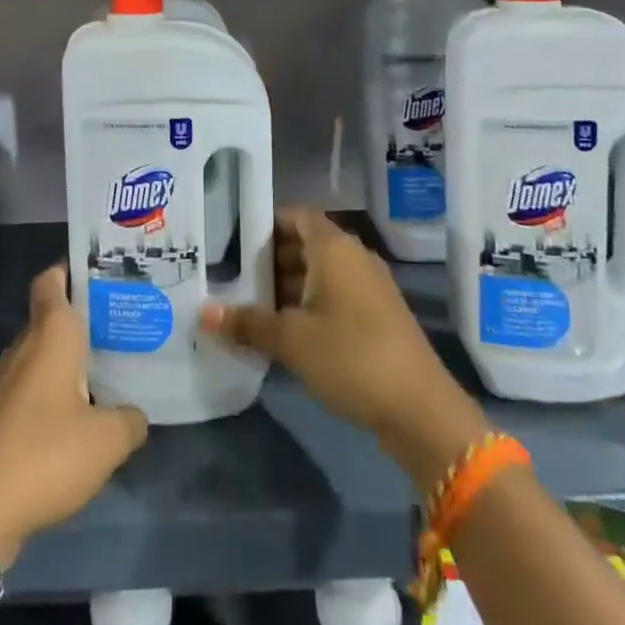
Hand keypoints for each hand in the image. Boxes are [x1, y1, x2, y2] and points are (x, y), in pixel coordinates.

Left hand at [0, 265, 147, 564]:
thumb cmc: (46, 454)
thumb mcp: (107, 440)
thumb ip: (130, 420)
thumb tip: (136, 414)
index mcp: (51, 332)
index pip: (52, 280)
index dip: (73, 269)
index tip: (103, 273)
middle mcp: (26, 345)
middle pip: (52, 314)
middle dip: (85, 314)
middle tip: (123, 320)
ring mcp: (8, 379)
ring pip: (44, 351)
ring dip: (72, 355)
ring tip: (112, 363)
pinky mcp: (1, 412)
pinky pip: (35, 383)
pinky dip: (58, 387)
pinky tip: (84, 411)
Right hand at [199, 210, 487, 484]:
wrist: (421, 409)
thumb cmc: (350, 356)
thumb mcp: (291, 340)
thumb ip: (247, 323)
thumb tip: (203, 314)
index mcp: (333, 247)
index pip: (293, 216)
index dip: (263, 224)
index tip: (231, 241)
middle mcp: (353, 256)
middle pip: (304, 243)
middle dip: (269, 260)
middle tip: (231, 278)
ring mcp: (369, 286)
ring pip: (319, 272)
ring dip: (288, 286)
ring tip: (251, 307)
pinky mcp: (378, 314)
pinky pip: (335, 295)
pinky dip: (309, 304)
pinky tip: (285, 332)